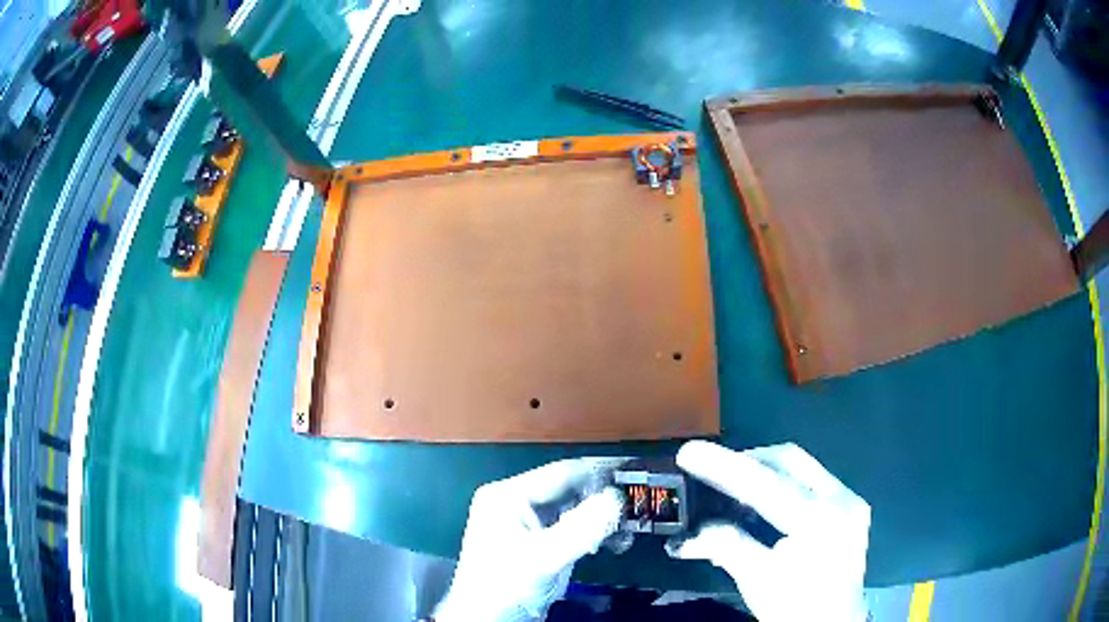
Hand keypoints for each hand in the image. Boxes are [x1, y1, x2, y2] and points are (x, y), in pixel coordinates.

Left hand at [435, 459, 624, 621]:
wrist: (487, 620)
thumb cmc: (506, 586)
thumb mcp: (544, 557)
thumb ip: (583, 528)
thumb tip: (618, 498)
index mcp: (509, 495)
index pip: (563, 472)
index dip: (600, 472)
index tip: (637, 476)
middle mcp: (516, 503)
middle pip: (570, 490)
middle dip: (603, 500)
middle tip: (638, 508)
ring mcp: (526, 524)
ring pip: (574, 510)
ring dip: (600, 519)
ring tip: (626, 531)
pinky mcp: (537, 543)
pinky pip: (571, 529)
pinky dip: (591, 534)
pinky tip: (610, 543)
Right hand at [667, 441, 870, 621]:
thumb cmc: (794, 608)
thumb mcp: (757, 579)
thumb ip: (726, 546)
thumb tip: (690, 533)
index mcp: (819, 520)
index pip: (765, 484)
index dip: (723, 467)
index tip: (689, 453)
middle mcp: (842, 500)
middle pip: (789, 461)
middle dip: (747, 462)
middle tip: (712, 471)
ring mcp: (850, 502)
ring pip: (802, 468)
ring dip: (765, 473)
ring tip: (732, 488)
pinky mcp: (851, 509)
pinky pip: (812, 483)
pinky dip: (783, 486)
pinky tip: (762, 504)